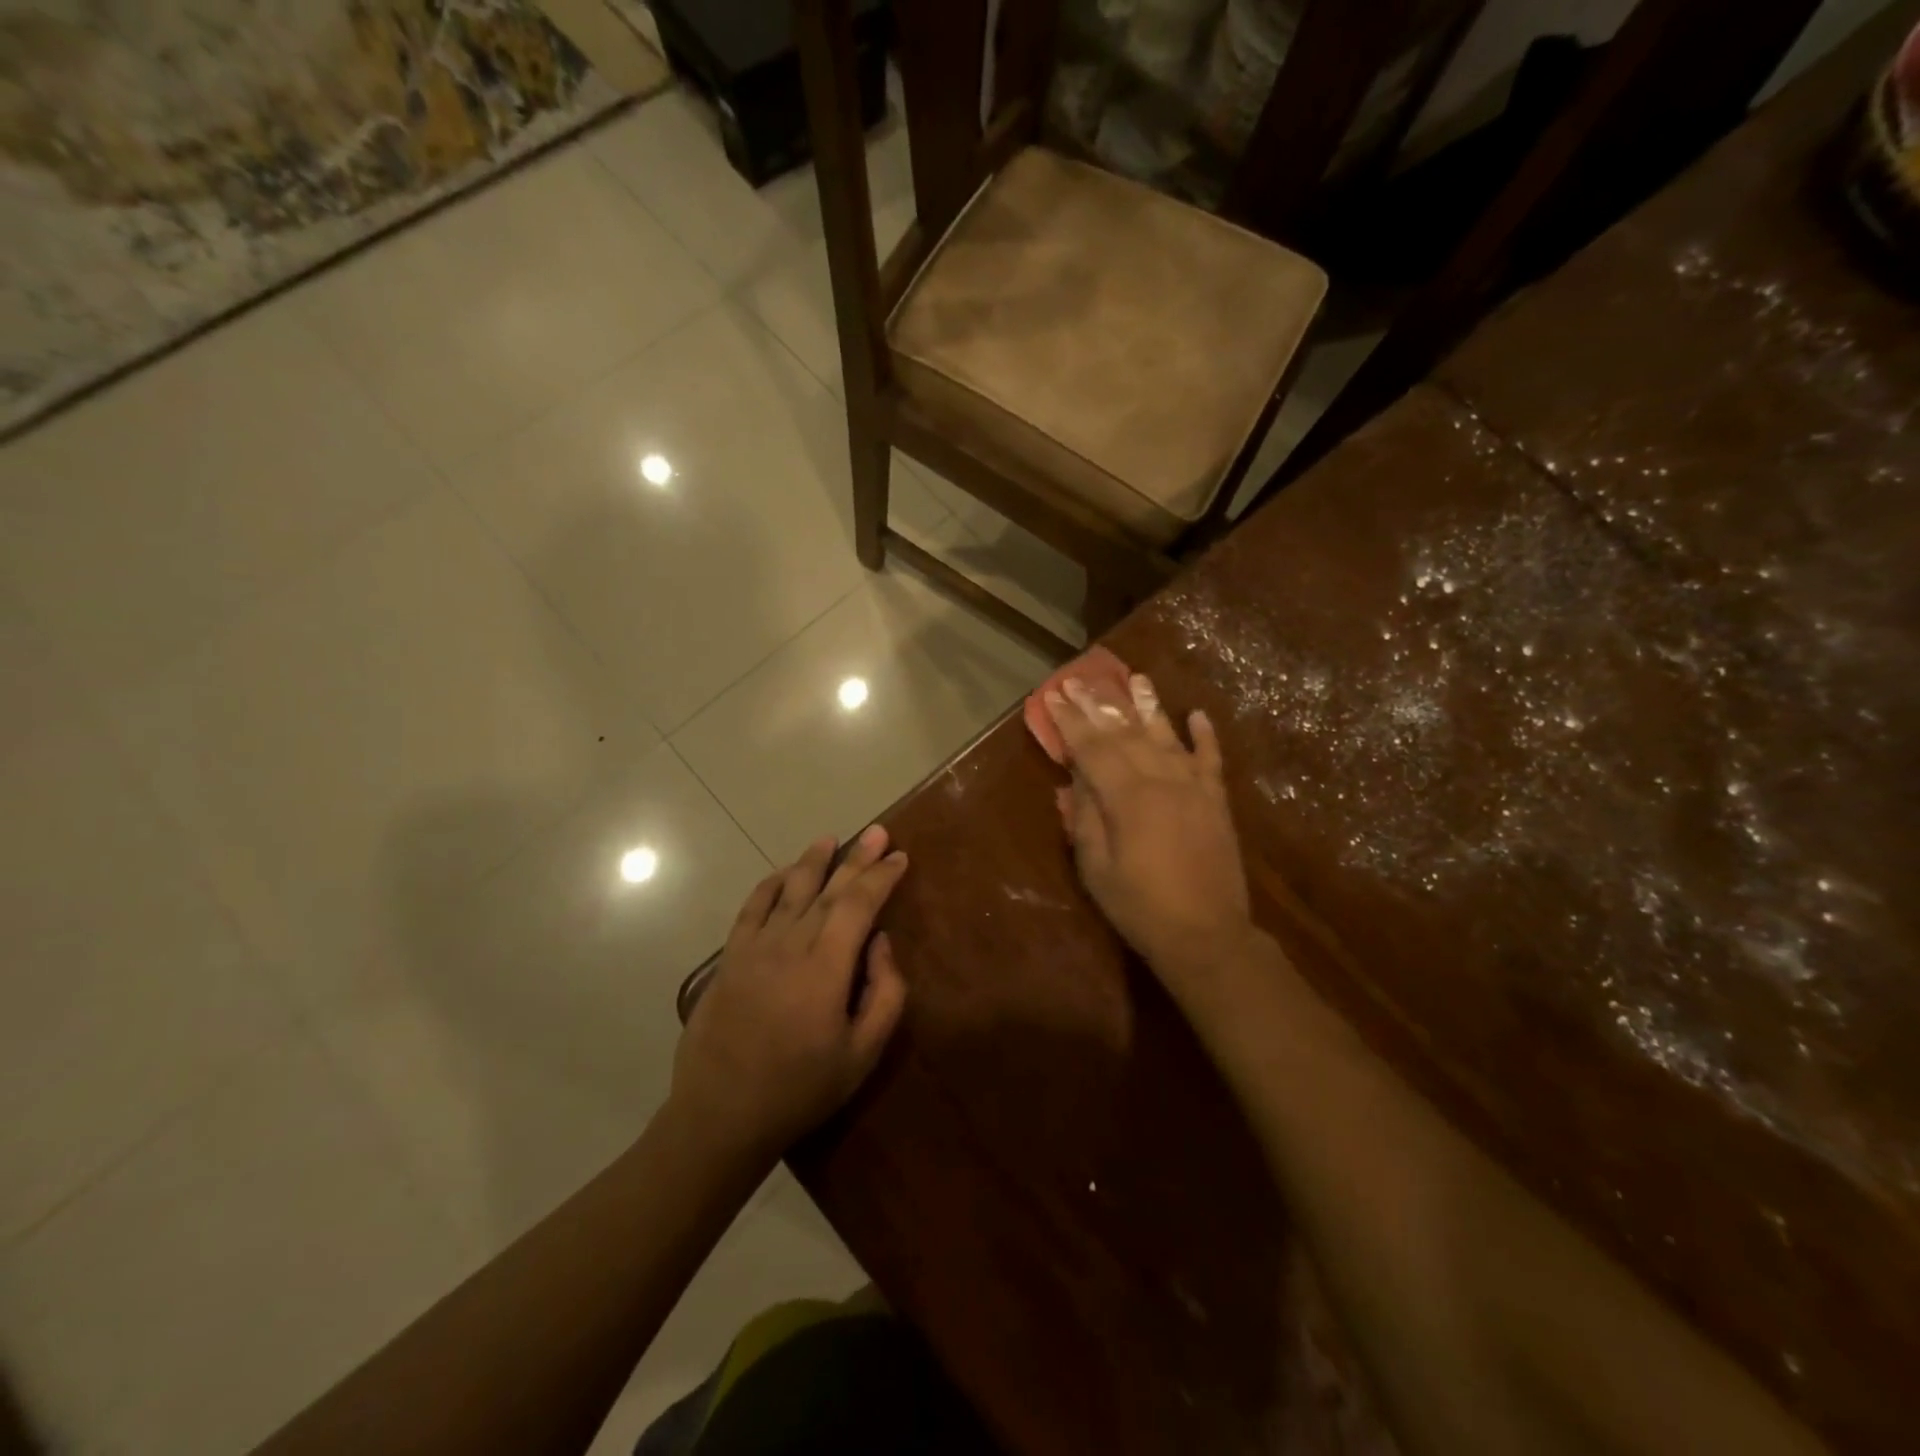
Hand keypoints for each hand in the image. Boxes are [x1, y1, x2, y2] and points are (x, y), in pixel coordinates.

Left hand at [672, 827, 908, 1158]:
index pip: (858, 905)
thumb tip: (880, 942)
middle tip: (877, 831)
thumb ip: (884, 994)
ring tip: (831, 839)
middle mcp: (790, 945)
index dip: (881, 877)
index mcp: (825, 968)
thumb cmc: (801, 1089)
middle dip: (857, 859)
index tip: (899, 857)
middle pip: (828, 889)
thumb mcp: (862, 1054)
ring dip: (813, 861)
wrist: (720, 1115)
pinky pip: (752, 909)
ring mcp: (754, 948)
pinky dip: (770, 885)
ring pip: (790, 891)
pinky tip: (784, 873)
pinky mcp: (730, 958)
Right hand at [1046, 673, 1253, 987]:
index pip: (1092, 748)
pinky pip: (1211, 759)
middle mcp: (1161, 781)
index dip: (1071, 721)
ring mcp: (1194, 788)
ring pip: (1167, 736)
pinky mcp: (1216, 801)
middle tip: (1081, 678)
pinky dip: (1205, 735)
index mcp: (1127, 798)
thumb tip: (1075, 781)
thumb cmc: (1140, 907)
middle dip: (1100, 705)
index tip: (1054, 695)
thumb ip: (1086, 819)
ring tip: (1136, 678)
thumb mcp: (1096, 869)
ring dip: (1149, 705)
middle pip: (1126, 734)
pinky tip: (1197, 714)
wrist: (1206, 934)